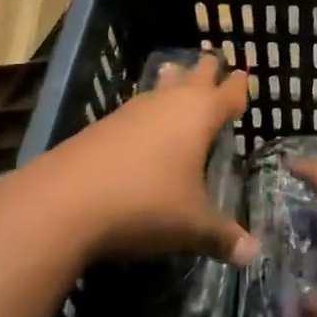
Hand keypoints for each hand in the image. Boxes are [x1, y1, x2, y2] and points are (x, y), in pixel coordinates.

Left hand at [0, 53, 256, 267]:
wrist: (62, 203)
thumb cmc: (144, 205)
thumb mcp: (191, 226)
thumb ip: (224, 236)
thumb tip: (254, 254)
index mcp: (199, 115)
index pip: (227, 92)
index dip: (238, 87)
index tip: (244, 77)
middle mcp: (168, 103)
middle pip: (193, 75)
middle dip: (206, 70)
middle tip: (215, 62)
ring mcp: (132, 110)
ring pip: (160, 86)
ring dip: (173, 82)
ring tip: (178, 75)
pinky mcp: (102, 125)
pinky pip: (136, 107)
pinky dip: (147, 109)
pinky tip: (142, 124)